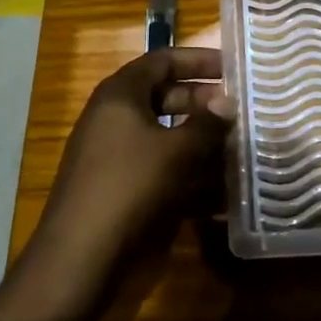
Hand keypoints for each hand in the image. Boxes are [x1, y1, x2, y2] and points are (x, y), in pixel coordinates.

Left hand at [17, 47, 229, 316]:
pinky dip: (190, 176)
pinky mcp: (122, 190)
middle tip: (241, 112)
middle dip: (204, 104)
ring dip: (202, 143)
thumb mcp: (176, 153)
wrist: (79, 260)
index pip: (162, 61)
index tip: (233, 68)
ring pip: (166, 138)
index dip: (198, 60)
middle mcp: (115, 119)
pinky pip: (162, 170)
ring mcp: (116, 156)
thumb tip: (228, 102)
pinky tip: (223, 194)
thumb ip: (206, 124)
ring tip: (241, 150)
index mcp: (120, 96)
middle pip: (165, 98)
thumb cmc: (129, 189)